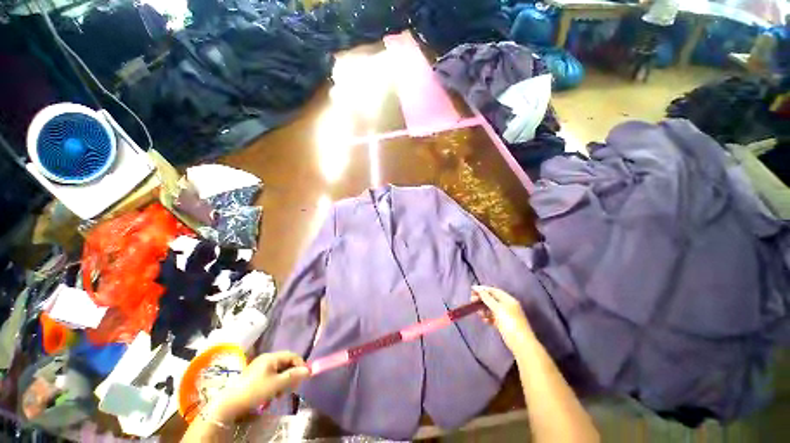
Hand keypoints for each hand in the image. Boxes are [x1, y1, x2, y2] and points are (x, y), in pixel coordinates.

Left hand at [210, 351, 309, 420]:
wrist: (229, 404)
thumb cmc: (254, 391)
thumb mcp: (276, 384)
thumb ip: (293, 376)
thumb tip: (309, 370)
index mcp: (271, 357)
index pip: (292, 355)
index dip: (300, 364)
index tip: (305, 376)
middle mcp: (266, 359)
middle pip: (285, 363)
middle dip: (291, 374)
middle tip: (293, 387)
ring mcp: (259, 367)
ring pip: (279, 371)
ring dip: (283, 381)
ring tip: (281, 394)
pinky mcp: (255, 376)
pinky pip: (271, 376)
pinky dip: (275, 384)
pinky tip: (273, 395)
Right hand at [472, 285, 533, 353]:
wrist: (521, 343)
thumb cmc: (510, 322)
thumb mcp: (498, 308)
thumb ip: (487, 298)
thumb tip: (479, 289)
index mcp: (508, 299)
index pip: (493, 291)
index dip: (483, 289)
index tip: (472, 290)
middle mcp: (507, 305)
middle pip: (492, 299)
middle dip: (482, 299)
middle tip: (472, 301)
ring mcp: (505, 315)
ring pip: (491, 308)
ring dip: (483, 309)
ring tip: (479, 314)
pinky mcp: (503, 324)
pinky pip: (493, 317)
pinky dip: (487, 317)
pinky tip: (484, 320)